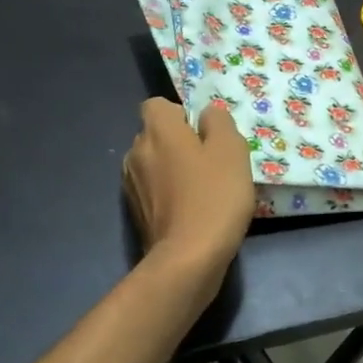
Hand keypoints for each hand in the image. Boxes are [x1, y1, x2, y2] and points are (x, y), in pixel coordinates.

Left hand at [123, 98, 254, 279]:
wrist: (188, 258)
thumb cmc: (214, 196)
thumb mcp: (232, 150)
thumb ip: (219, 122)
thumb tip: (207, 115)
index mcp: (158, 130)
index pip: (158, 105)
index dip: (181, 114)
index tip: (203, 134)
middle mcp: (136, 151)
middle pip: (155, 134)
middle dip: (177, 142)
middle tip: (209, 162)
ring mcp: (131, 183)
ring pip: (153, 163)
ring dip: (171, 169)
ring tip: (200, 189)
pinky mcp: (134, 212)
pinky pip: (152, 190)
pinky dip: (166, 194)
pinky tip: (189, 210)